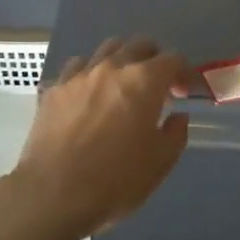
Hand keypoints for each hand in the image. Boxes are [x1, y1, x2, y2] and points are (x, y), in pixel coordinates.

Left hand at [12, 38, 189, 239]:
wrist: (53, 194)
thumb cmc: (115, 180)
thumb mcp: (160, 163)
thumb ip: (175, 133)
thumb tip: (177, 116)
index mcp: (143, 81)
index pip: (173, 59)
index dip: (185, 73)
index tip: (186, 93)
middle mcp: (112, 67)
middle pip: (139, 45)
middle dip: (155, 60)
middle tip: (158, 87)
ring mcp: (79, 75)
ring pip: (107, 49)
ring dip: (122, 60)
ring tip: (123, 85)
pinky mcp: (54, 89)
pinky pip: (77, 67)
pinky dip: (90, 73)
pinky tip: (90, 95)